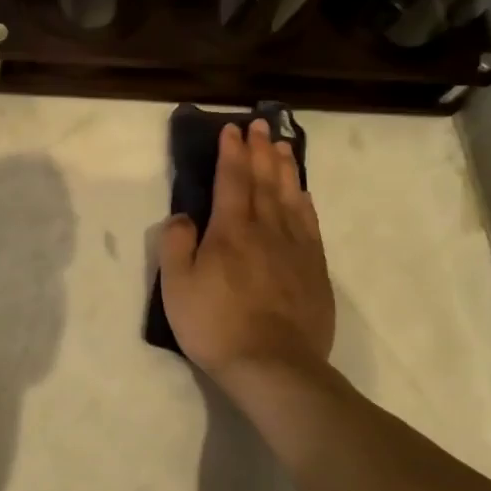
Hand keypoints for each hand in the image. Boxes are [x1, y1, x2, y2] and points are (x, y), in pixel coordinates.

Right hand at [158, 118, 336, 389]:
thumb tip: (183, 216)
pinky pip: (310, 223)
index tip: (232, 130)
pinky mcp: (314, 269)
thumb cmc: (215, 325)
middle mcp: (267, 229)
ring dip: (285, 168)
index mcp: (231, 230)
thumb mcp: (176, 286)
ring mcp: (296, 248)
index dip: (231, 153)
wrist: (273, 366)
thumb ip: (176, 244)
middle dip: (260, 150)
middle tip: (260, 125)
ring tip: (283, 145)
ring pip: (291, 196)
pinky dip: (304, 201)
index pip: (232, 180)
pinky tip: (302, 193)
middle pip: (264, 181)